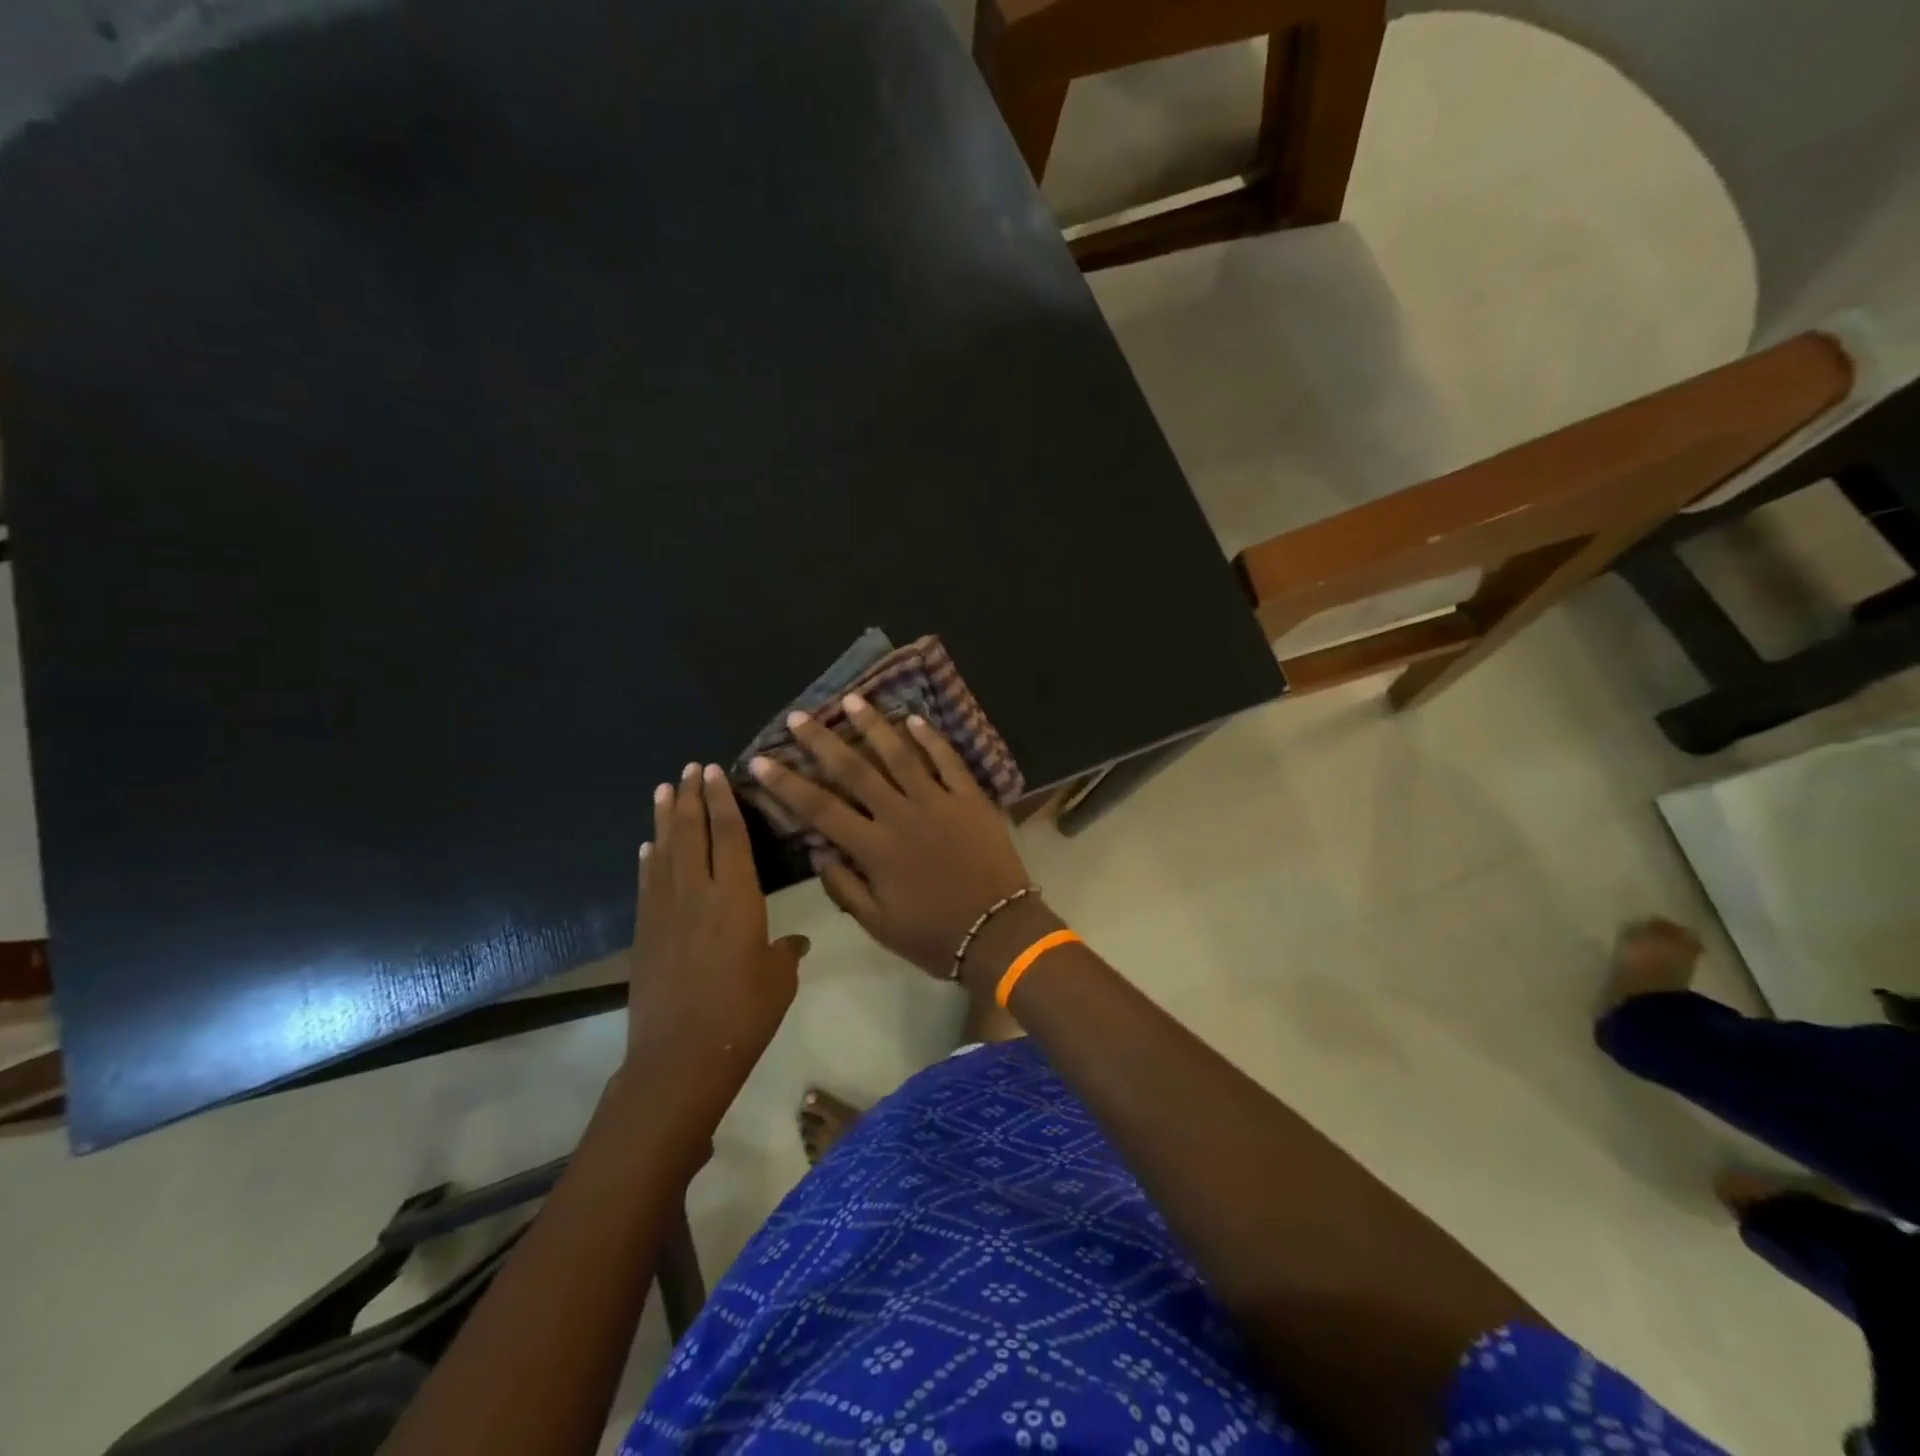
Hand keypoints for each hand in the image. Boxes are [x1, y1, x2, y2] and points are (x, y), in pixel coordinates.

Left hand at [628, 764, 808, 1101]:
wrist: (681, 1057)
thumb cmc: (743, 1013)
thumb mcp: (779, 979)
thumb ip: (787, 952)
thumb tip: (797, 942)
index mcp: (737, 897)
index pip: (729, 834)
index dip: (722, 800)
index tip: (715, 770)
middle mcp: (698, 893)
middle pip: (692, 833)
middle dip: (691, 796)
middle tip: (690, 768)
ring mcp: (666, 911)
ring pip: (665, 851)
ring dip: (664, 817)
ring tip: (664, 788)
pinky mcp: (646, 933)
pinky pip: (648, 884)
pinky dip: (649, 860)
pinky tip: (648, 846)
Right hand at [748, 695, 1032, 979]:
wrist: (1000, 932)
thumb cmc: (935, 935)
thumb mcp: (878, 925)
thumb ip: (844, 887)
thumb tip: (817, 852)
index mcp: (874, 848)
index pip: (820, 808)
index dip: (787, 784)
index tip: (761, 760)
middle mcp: (900, 815)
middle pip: (854, 770)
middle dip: (822, 741)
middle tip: (799, 716)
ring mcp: (938, 801)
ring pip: (900, 754)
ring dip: (873, 725)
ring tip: (852, 699)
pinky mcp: (970, 798)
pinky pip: (948, 760)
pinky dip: (930, 738)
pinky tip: (913, 717)